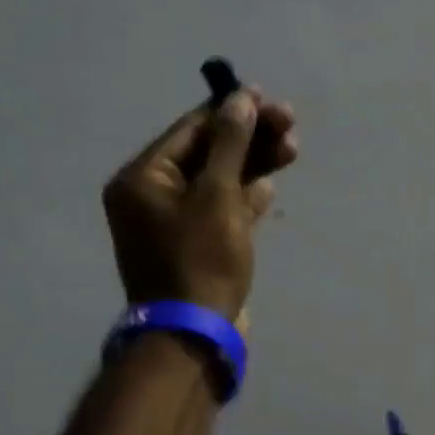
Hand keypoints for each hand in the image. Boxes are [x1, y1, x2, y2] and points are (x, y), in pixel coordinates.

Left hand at [102, 90, 298, 321]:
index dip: (231, 111)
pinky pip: (221, 210)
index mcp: (142, 178)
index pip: (191, 130)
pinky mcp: (197, 245)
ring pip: (218, 181)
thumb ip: (230, 145)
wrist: (196, 335)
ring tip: (292, 150)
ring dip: (253, 165)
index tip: (268, 99)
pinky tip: (270, 187)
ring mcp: (175, 223)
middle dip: (249, 138)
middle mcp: (152, 196)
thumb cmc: (201, 260)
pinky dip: (245, 198)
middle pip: (207, 153)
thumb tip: (239, 100)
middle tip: (290, 125)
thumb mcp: (217, 195)